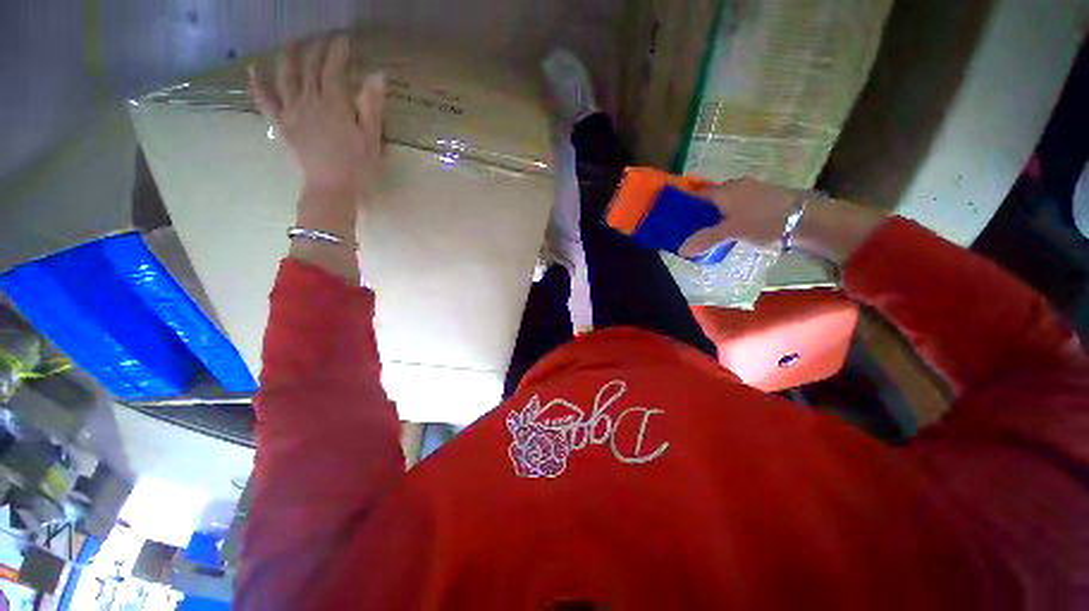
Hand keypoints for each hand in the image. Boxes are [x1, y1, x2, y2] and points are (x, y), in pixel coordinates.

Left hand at [248, 34, 385, 200]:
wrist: (332, 188)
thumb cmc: (359, 167)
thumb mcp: (372, 138)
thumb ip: (372, 105)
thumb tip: (376, 74)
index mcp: (335, 104)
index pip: (334, 69)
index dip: (338, 51)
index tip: (343, 39)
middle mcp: (310, 100)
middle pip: (309, 67)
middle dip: (316, 48)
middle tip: (321, 37)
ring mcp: (292, 111)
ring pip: (286, 76)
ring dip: (288, 55)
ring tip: (291, 42)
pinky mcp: (282, 124)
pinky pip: (266, 100)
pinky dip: (258, 83)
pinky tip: (253, 69)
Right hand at [680, 177, 886, 264]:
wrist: (804, 218)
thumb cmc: (763, 220)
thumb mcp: (731, 231)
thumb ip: (706, 240)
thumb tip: (681, 250)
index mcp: (724, 191)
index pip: (696, 194)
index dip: (684, 204)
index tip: (674, 218)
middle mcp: (735, 186)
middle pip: (710, 198)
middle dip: (698, 211)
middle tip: (688, 228)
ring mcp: (750, 191)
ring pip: (724, 202)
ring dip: (714, 214)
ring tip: (706, 231)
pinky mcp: (762, 199)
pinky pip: (737, 205)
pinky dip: (728, 215)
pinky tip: (728, 227)